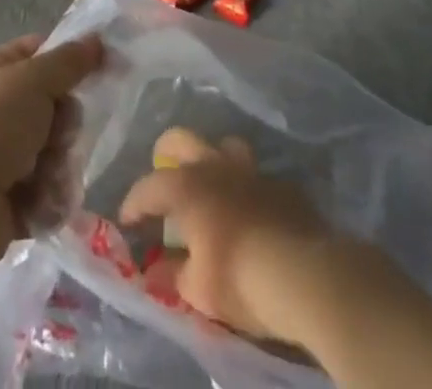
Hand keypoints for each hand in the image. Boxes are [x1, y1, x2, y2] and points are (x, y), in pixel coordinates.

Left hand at [0, 34, 102, 274]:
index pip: (41, 53)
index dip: (68, 60)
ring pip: (56, 154)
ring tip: (46, 178)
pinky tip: (39, 204)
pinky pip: (48, 194)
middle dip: (65, 126)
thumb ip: (70, 61)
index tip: (98, 70)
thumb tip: (97, 39)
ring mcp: (3, 157)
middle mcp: (0, 111)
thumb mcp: (34, 80)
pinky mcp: (11, 202)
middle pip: (56, 109)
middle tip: (60, 135)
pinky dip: (48, 200)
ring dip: (59, 167)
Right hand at [119, 127, 341, 347]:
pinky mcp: (282, 185)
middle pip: (181, 139)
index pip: (148, 186)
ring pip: (224, 145)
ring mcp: (251, 170)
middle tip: (163, 179)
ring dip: (212, 159)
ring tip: (210, 185)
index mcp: (187, 187)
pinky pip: (257, 176)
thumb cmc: (240, 279)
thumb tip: (155, 271)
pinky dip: (246, 188)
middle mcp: (214, 166)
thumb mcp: (198, 291)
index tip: (127, 222)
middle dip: (165, 154)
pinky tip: (250, 211)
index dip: (134, 203)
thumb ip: (173, 276)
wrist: (304, 274)